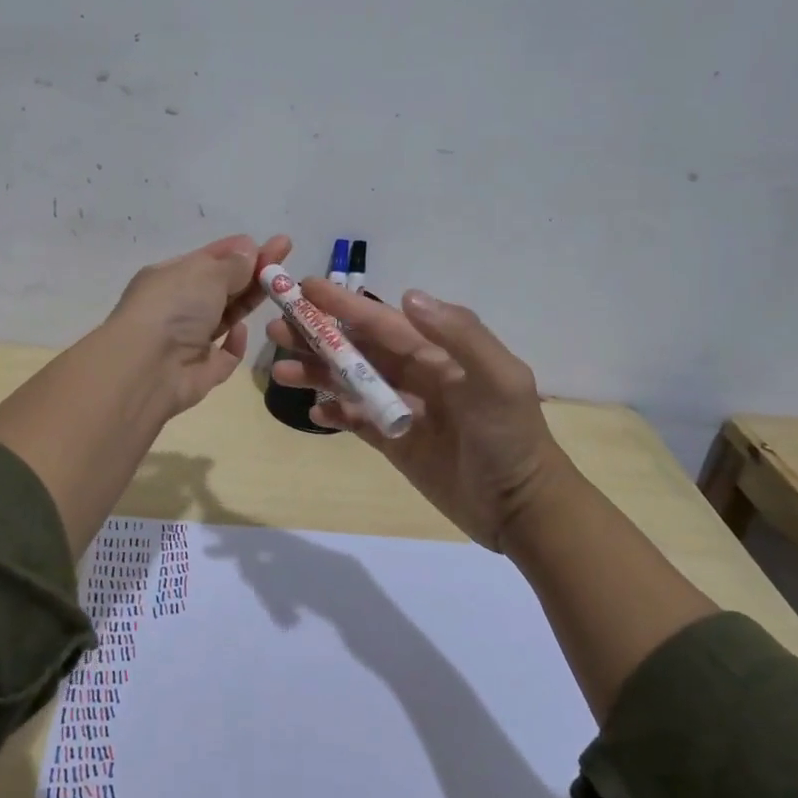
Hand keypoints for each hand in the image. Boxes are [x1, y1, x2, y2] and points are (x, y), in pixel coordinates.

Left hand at [108, 233, 291, 414]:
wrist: (146, 368)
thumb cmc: (173, 307)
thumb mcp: (206, 273)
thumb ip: (233, 264)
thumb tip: (249, 250)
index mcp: (170, 276)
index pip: (211, 258)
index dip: (242, 250)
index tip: (276, 244)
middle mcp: (178, 306)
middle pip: (222, 286)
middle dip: (253, 273)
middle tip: (287, 261)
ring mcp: (188, 340)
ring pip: (225, 317)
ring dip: (248, 303)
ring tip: (282, 291)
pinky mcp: (200, 371)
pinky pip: (224, 355)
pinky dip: (235, 343)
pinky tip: (243, 331)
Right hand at [267, 286, 570, 549]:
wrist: (521, 508)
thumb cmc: (510, 439)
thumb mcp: (499, 380)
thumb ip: (460, 335)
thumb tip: (406, 296)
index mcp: (438, 353)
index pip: (382, 322)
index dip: (344, 305)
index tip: (305, 289)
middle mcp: (415, 374)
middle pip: (358, 348)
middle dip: (317, 336)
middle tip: (276, 329)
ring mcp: (402, 409)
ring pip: (350, 382)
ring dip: (316, 373)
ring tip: (280, 371)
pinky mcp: (395, 443)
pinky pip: (356, 420)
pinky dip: (333, 413)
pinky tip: (311, 412)